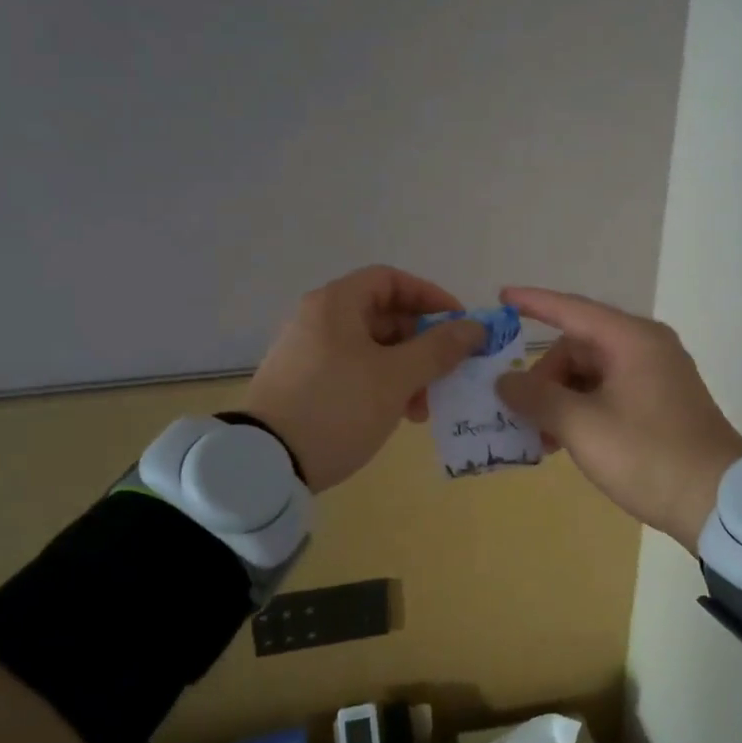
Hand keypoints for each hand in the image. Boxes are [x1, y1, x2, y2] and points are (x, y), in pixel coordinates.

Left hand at [243, 266, 485, 491]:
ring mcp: (308, 351)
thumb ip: (439, 348)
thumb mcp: (396, 377)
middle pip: (383, 316)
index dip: (430, 297)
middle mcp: (318, 319)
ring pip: (371, 348)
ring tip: (421, 409)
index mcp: (336, 303)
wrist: (266, 463)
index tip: (458, 325)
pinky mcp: (303, 382)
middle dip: (422, 344)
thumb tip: (475, 327)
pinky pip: (353, 371)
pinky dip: (381, 385)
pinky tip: (396, 416)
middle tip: (446, 374)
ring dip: (405, 371)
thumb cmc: (338, 407)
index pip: (391, 280)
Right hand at [494, 287, 741, 550]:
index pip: (572, 309)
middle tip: (523, 412)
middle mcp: (646, 347)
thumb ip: (537, 398)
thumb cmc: (648, 456)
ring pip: (592, 372)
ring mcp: (657, 375)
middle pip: (579, 346)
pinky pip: (609, 391)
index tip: (500, 296)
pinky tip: (565, 439)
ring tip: (541, 435)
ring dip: (562, 397)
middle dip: (545, 375)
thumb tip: (504, 381)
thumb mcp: (582, 427)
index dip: (533, 302)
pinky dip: (583, 408)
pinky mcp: (661, 402)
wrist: (719, 503)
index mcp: (632, 340)